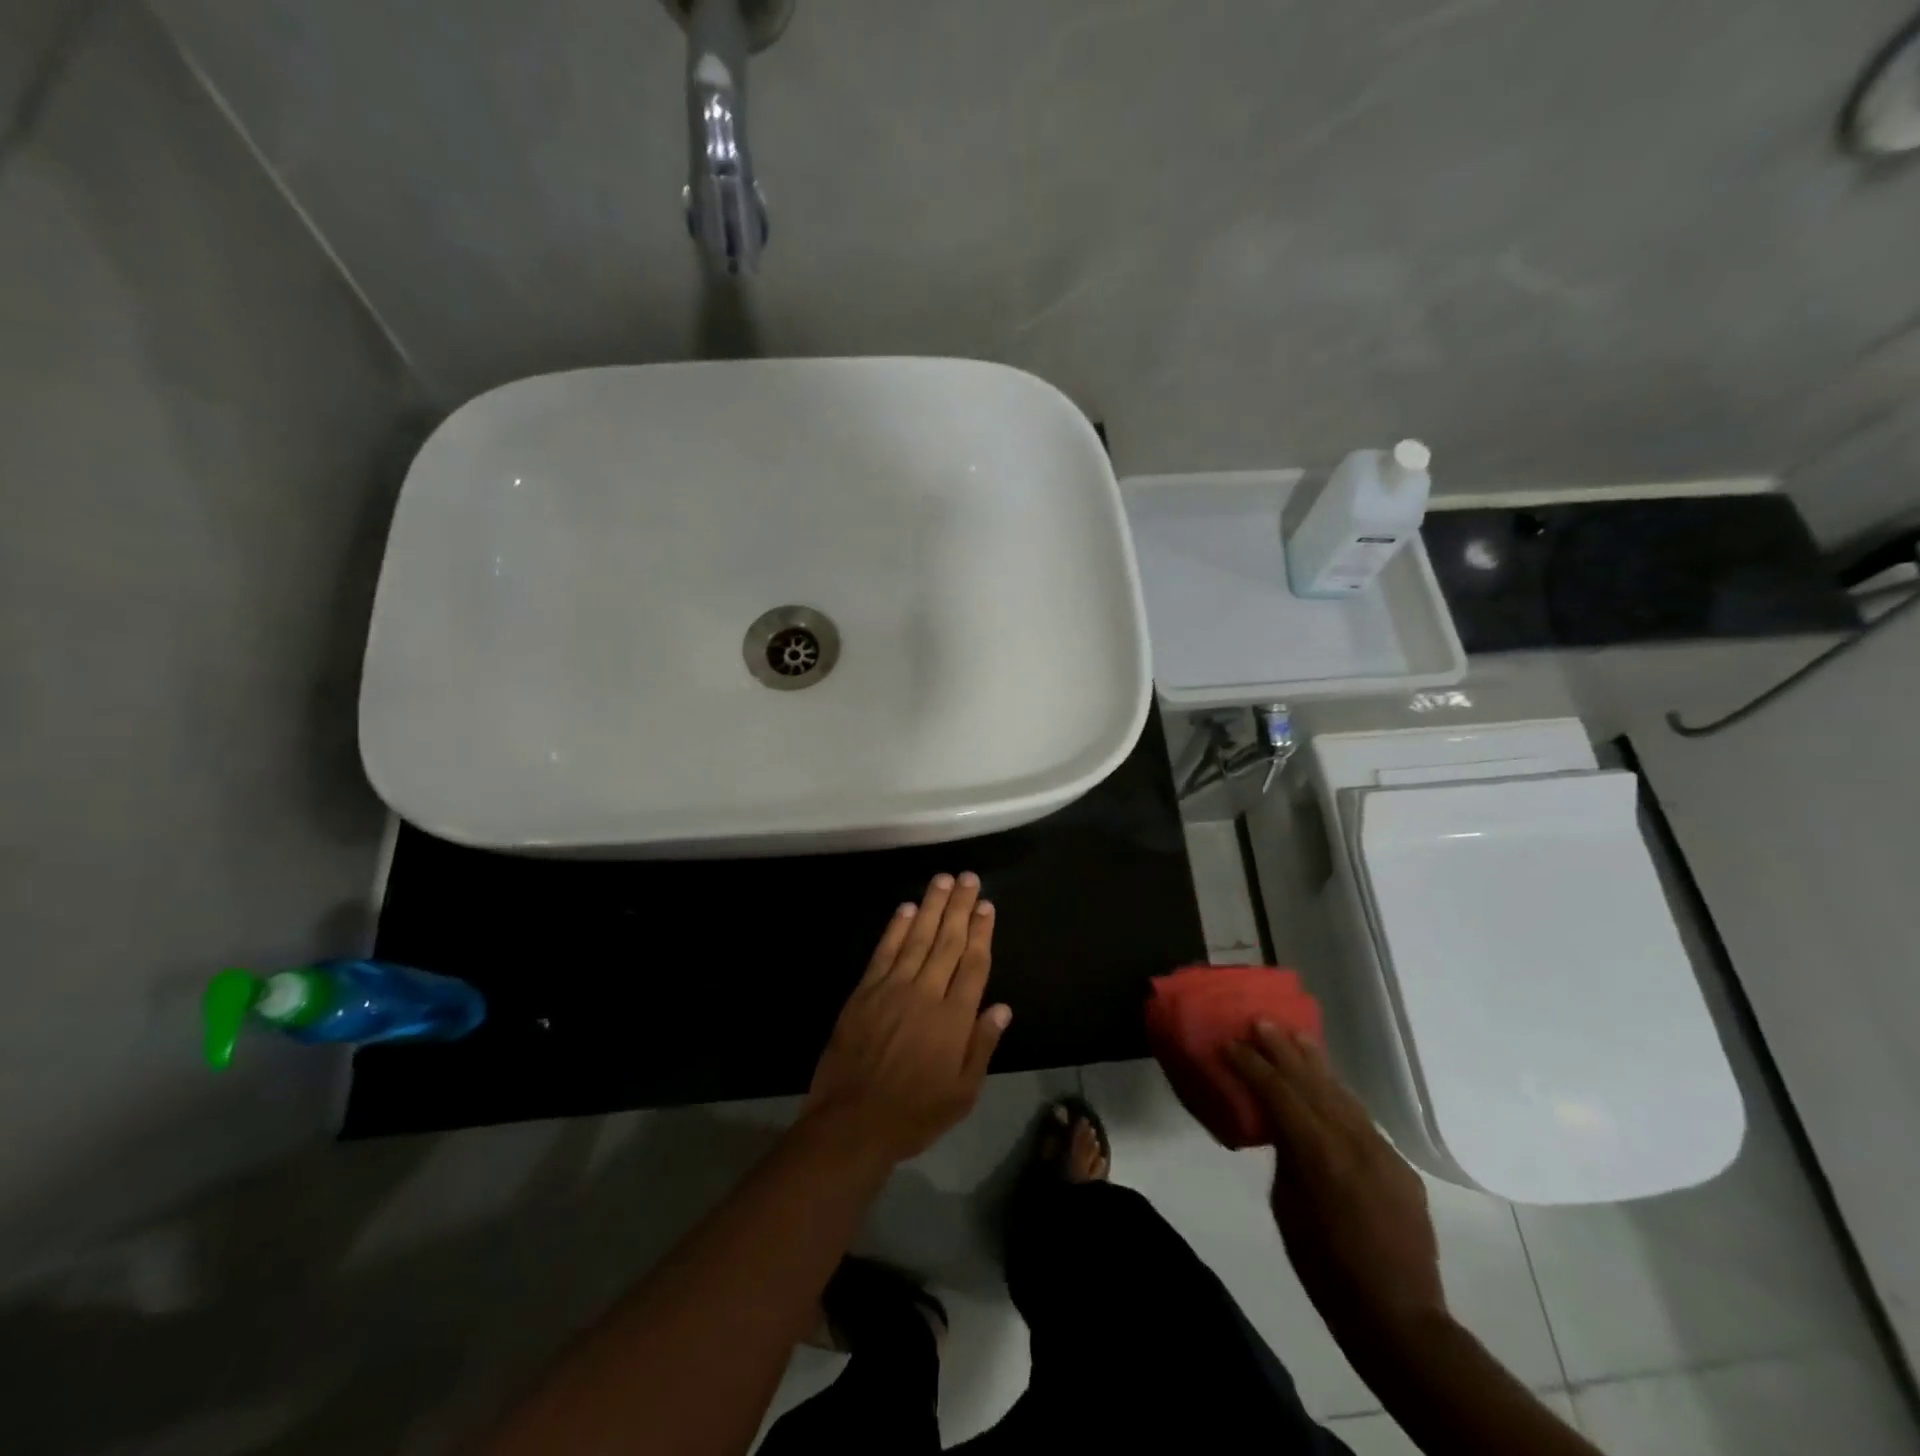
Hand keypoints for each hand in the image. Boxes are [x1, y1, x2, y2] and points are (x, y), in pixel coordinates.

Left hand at [804, 873, 1010, 1164]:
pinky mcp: (865, 992)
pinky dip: (895, 928)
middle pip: (948, 942)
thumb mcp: (962, 1094)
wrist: (852, 1122)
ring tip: (943, 881)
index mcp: (954, 1018)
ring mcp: (893, 989)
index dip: (982, 933)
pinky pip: (884, 952)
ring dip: (932, 907)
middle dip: (960, 908)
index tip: (987, 906)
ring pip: (917, 938)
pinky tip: (906, 908)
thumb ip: (982, 1046)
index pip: (974, 964)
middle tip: (969, 879)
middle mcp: (926, 993)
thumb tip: (1002, 1007)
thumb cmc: (914, 1113)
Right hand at [1225, 1024, 1445, 1349]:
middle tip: (1261, 1021)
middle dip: (1283, 1050)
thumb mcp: (1287, 1207)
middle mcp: (1352, 1140)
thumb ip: (1287, 1157)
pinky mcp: (1399, 1166)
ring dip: (1315, 1063)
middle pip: (1312, 1081)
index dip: (1251, 1065)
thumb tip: (1284, 1131)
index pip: (1278, 1092)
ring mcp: (1381, 1151)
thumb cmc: (1325, 1269)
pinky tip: (1328, 1085)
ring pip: (1341, 1094)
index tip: (1230, 1043)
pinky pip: (1361, 1119)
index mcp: (1317, 1152)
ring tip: (1295, 1036)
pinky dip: (1338, 1095)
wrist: (1398, 1317)